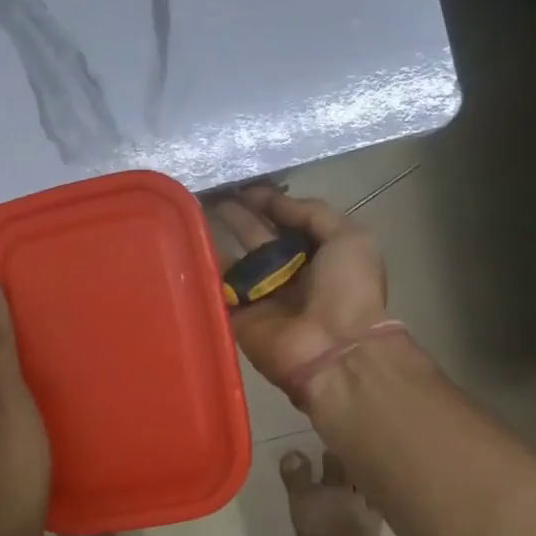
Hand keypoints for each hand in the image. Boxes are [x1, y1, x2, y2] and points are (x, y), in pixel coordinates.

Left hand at [0, 275, 50, 535]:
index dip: (3, 311)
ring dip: (25, 372)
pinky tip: (59, 402)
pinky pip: (5, 411)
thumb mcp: (5, 399)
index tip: (43, 301)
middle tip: (65, 328)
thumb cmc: (3, 468)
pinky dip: (28, 401)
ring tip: (69, 358)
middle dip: (18, 340)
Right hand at [212, 186, 388, 394]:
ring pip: (233, 260)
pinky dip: (203, 269)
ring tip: (192, 211)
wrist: (333, 349)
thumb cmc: (348, 290)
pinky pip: (217, 288)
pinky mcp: (238, 315)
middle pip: (256, 238)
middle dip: (238, 215)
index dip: (267, 203)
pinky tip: (185, 244)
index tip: (243, 186)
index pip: (287, 222)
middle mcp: (288, 273)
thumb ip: (313, 213)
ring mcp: (261, 295)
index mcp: (318, 254)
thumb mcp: (349, 238)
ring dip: (215, 237)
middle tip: (212, 193)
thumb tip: (272, 199)